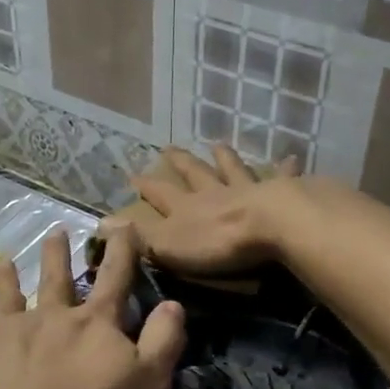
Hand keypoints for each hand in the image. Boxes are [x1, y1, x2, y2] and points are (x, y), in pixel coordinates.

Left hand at [0, 226, 184, 388]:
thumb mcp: (146, 385)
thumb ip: (163, 342)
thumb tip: (173, 303)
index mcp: (92, 324)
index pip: (115, 279)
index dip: (123, 251)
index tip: (123, 223)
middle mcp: (48, 317)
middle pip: (56, 279)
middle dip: (57, 255)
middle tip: (55, 232)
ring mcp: (3, 332)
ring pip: (5, 297)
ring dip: (5, 279)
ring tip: (2, 261)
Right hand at [101, 145, 300, 276]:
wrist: (271, 226)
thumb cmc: (218, 243)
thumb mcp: (168, 245)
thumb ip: (137, 235)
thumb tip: (99, 223)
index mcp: (187, 209)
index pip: (160, 194)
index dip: (146, 186)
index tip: (132, 174)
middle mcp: (214, 193)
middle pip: (195, 174)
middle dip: (181, 162)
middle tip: (169, 148)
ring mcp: (248, 190)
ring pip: (232, 169)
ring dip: (225, 158)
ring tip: (218, 144)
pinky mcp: (280, 193)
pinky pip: (280, 178)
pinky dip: (283, 169)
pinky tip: (290, 158)